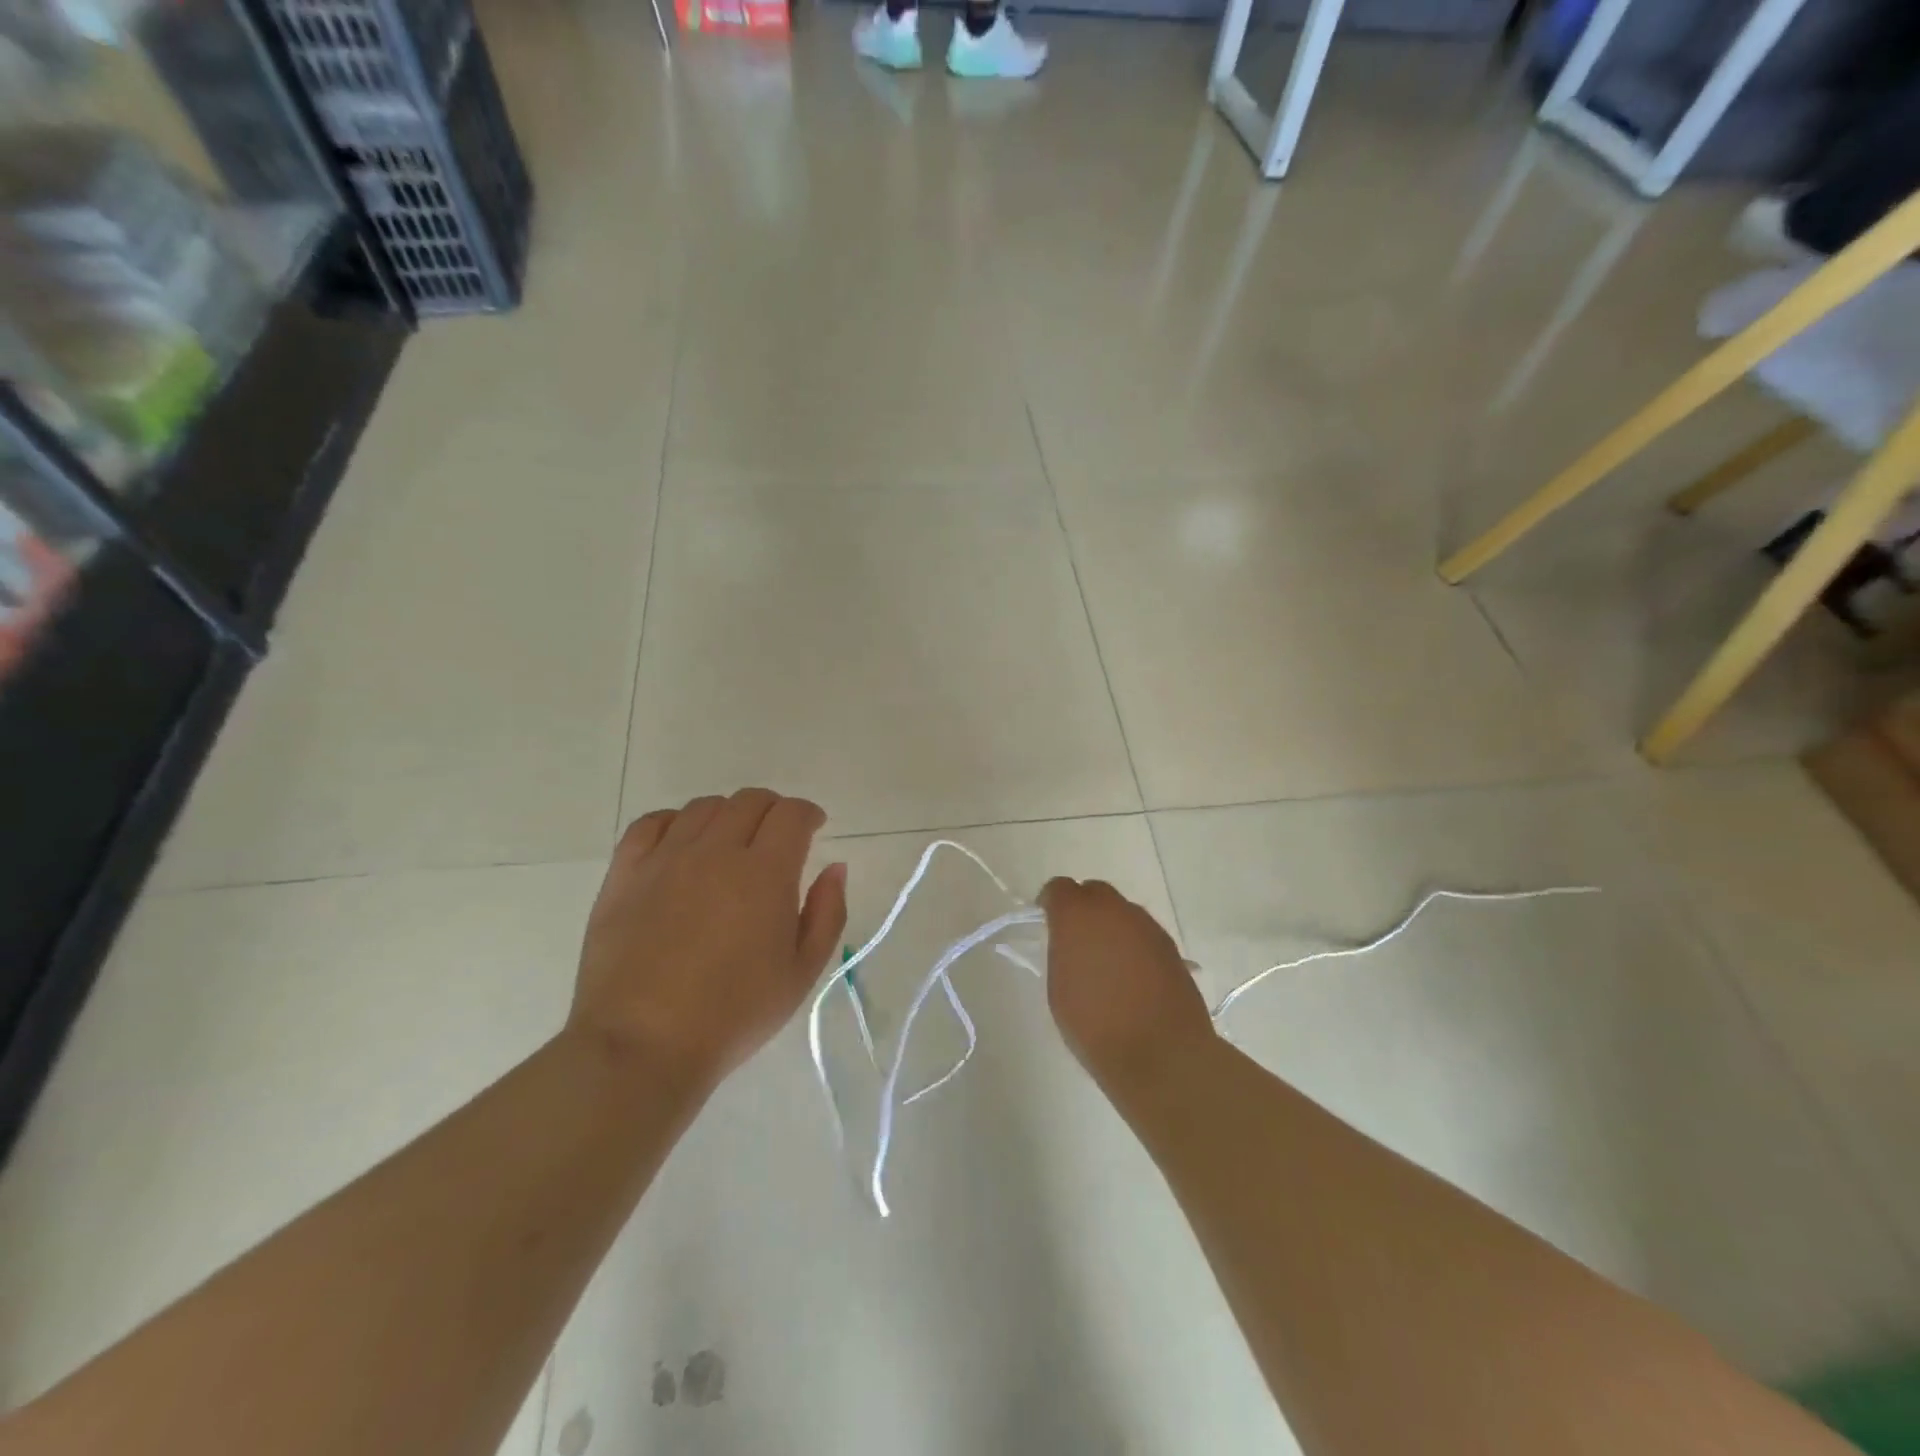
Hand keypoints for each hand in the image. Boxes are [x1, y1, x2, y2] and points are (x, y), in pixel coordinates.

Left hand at [570, 789, 847, 1096]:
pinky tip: (680, 843)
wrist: (642, 1046)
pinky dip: (674, 822)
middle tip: (777, 836)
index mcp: (765, 872)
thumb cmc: (734, 1015)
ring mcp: (665, 859)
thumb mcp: (802, 973)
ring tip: (731, 841)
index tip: (813, 827)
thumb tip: (835, 868)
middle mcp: (716, 851)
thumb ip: (827, 913)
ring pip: (703, 807)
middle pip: (749, 801)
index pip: (791, 814)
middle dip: (772, 809)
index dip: (807, 813)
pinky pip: (650, 824)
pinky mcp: (625, 875)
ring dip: (728, 814)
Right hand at [1039, 878, 1212, 1090]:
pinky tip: (1133, 976)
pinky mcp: (1170, 946)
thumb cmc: (1096, 1025)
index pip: (1059, 888)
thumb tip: (1070, 942)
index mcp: (1078, 915)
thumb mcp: (1059, 989)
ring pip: (1122, 912)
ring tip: (1107, 963)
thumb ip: (1061, 952)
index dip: (1051, 903)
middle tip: (1077, 941)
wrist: (1162, 1053)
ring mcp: (1147, 926)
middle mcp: (1114, 910)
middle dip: (1083, 909)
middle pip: (1094, 892)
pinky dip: (1133, 945)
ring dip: (1110, 927)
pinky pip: (1143, 933)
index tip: (1048, 925)